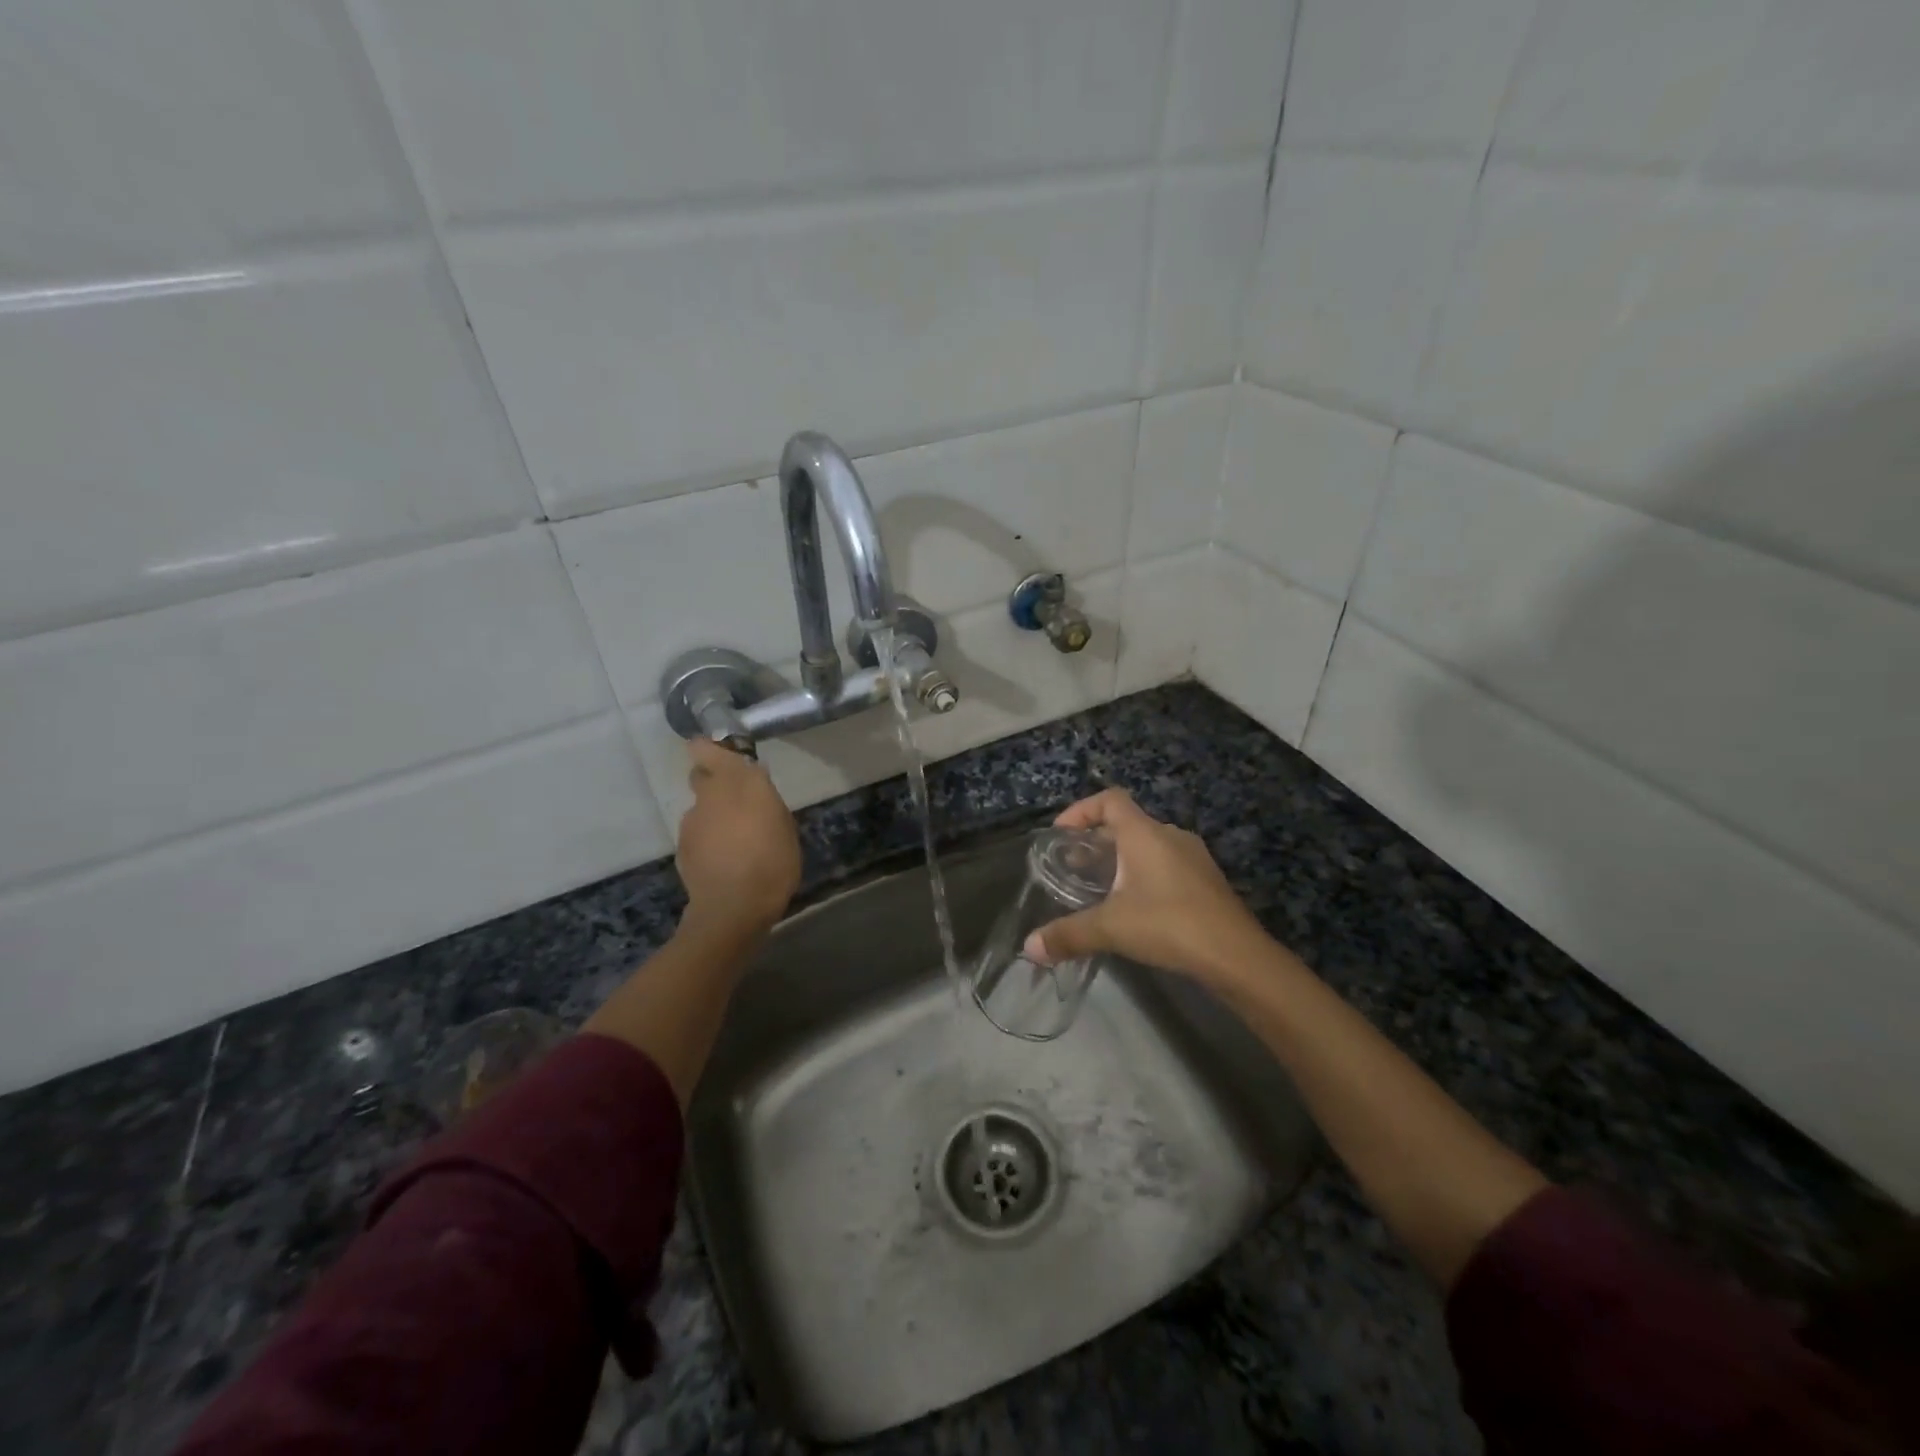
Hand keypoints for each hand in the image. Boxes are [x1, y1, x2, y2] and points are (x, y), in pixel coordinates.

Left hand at [676, 739, 800, 934]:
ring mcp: (691, 821)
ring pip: (700, 808)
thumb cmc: (772, 862)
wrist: (733, 907)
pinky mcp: (682, 847)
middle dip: (715, 783)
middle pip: (702, 776)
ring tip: (735, 841)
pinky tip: (724, 861)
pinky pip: (697, 834)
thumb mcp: (784, 826)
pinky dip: (707, 841)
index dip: (710, 749)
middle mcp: (709, 794)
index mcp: (738, 782)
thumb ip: (766, 801)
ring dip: (714, 816)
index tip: (724, 756)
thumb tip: (755, 790)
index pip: (707, 749)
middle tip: (737, 803)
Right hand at [1023, 789, 1275, 990]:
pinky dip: (1144, 873)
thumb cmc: (1169, 925)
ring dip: (1122, 858)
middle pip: (1127, 822)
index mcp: (1144, 834)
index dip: (1082, 809)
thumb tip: (1029, 947)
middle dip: (1097, 840)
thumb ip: (1068, 934)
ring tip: (1101, 887)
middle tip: (1074, 865)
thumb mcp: (1111, 928)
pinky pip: (1166, 863)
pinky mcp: (1206, 880)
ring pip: (1148, 844)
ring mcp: (1193, 857)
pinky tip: (1136, 906)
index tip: (1061, 833)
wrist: (1237, 956)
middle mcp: (1170, 835)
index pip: (1110, 800)